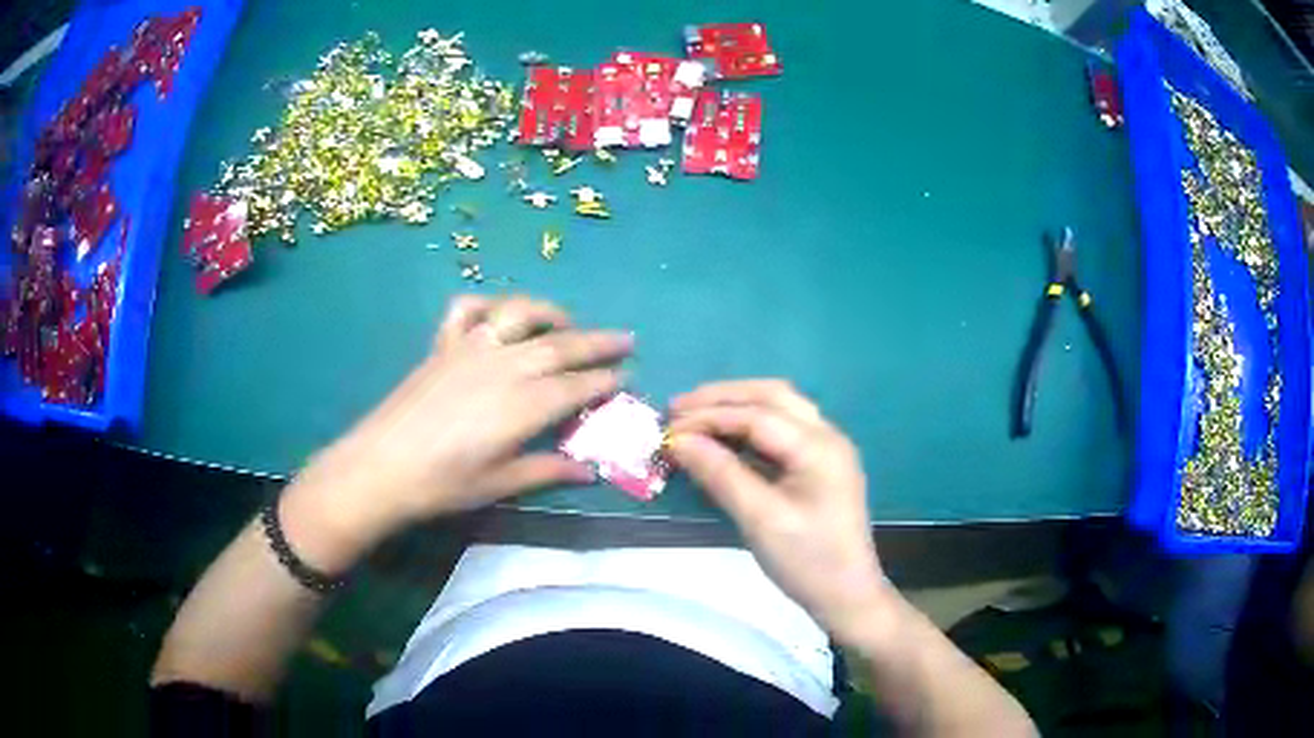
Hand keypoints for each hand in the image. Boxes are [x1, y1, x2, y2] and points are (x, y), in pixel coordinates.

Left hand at [282, 295, 631, 568]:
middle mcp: (504, 366)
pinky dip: (485, 303)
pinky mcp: (443, 345)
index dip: (605, 380)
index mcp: (523, 404)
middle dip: (598, 342)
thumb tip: (588, 472)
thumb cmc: (442, 484)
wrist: (381, 466)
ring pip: (520, 315)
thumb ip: (546, 470)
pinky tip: (497, 314)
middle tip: (626, 339)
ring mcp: (471, 348)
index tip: (626, 376)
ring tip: (568, 320)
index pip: (576, 386)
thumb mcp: (499, 485)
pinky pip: (466, 310)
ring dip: (550, 312)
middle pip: (560, 346)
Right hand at [666, 380, 889, 637]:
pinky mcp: (819, 465)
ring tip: (695, 418)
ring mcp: (826, 449)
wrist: (847, 596)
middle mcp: (827, 435)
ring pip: (778, 408)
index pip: (757, 415)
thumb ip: (720, 474)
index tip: (668, 428)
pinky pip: (782, 431)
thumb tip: (678, 441)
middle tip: (678, 409)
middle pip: (772, 396)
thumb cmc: (807, 560)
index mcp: (819, 446)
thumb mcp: (760, 520)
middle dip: (722, 398)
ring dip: (736, 407)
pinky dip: (749, 427)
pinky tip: (724, 440)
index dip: (709, 416)